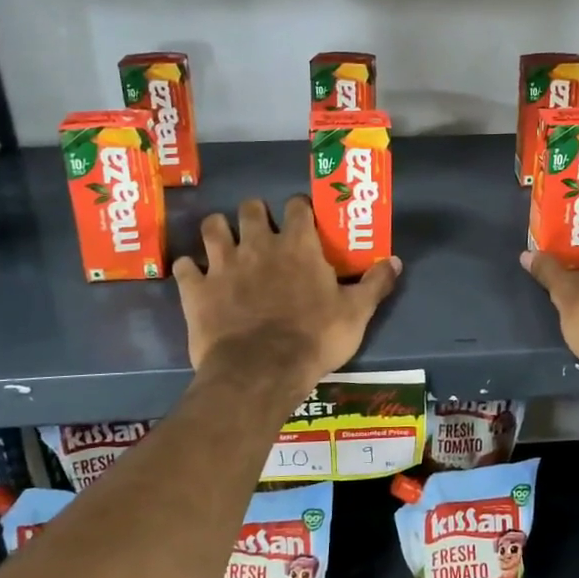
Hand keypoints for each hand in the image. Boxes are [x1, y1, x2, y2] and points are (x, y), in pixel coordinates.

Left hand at [176, 196, 400, 397]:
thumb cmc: (314, 339)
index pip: (297, 206)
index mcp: (298, 245)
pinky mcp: (196, 289)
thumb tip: (395, 260)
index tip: (303, 222)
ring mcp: (222, 264)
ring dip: (218, 232)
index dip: (299, 210)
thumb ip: (375, 284)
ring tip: (224, 244)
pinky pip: (183, 267)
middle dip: (255, 215)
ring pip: (212, 227)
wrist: (261, 371)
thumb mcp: (356, 313)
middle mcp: (258, 244)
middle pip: (250, 208)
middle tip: (261, 233)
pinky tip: (195, 278)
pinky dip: (188, 270)